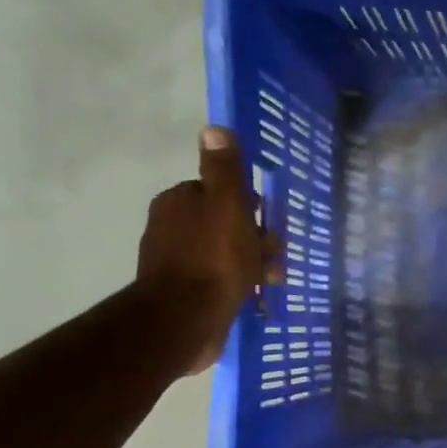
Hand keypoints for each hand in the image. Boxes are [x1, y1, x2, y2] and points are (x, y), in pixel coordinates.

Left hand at [135, 128, 274, 376]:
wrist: (186, 318)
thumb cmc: (213, 258)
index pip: (219, 193)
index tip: (268, 223)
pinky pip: (217, 280)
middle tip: (275, 258)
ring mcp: (175, 261)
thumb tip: (215, 129)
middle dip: (253, 238)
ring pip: (223, 253)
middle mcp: (171, 226)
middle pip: (223, 224)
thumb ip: (224, 170)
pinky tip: (253, 297)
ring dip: (250, 264)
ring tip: (271, 281)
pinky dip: (237, 284)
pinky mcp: (183, 292)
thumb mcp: (228, 206)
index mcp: (179, 201)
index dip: (248, 206)